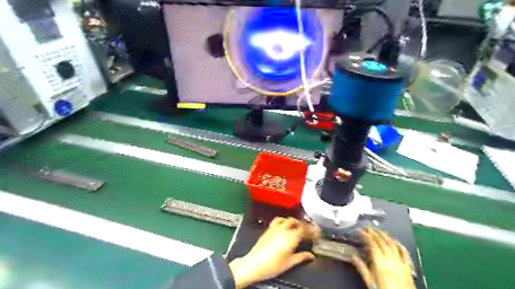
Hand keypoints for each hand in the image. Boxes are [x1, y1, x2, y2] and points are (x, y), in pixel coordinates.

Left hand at [228, 218, 315, 287]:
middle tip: (307, 231)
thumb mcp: (290, 262)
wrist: (254, 264)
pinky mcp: (268, 229)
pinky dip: (283, 221)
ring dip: (293, 221)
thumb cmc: (273, 265)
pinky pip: (277, 220)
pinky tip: (284, 226)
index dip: (311, 231)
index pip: (304, 229)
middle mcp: (284, 229)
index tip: (316, 234)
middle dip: (302, 225)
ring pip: (286, 219)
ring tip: (296, 227)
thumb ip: (302, 257)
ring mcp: (275, 227)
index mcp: (291, 237)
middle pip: (296, 221)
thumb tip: (311, 255)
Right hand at [353, 227, 415, 288]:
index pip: (372, 244)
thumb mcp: (370, 282)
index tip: (361, 230)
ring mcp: (400, 262)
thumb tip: (354, 257)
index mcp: (380, 263)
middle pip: (382, 241)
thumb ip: (362, 269)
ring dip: (385, 235)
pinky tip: (395, 240)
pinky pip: (404, 252)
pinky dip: (399, 244)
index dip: (366, 235)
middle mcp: (391, 260)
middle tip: (367, 227)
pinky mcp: (407, 267)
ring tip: (379, 230)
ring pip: (392, 244)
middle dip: (374, 232)